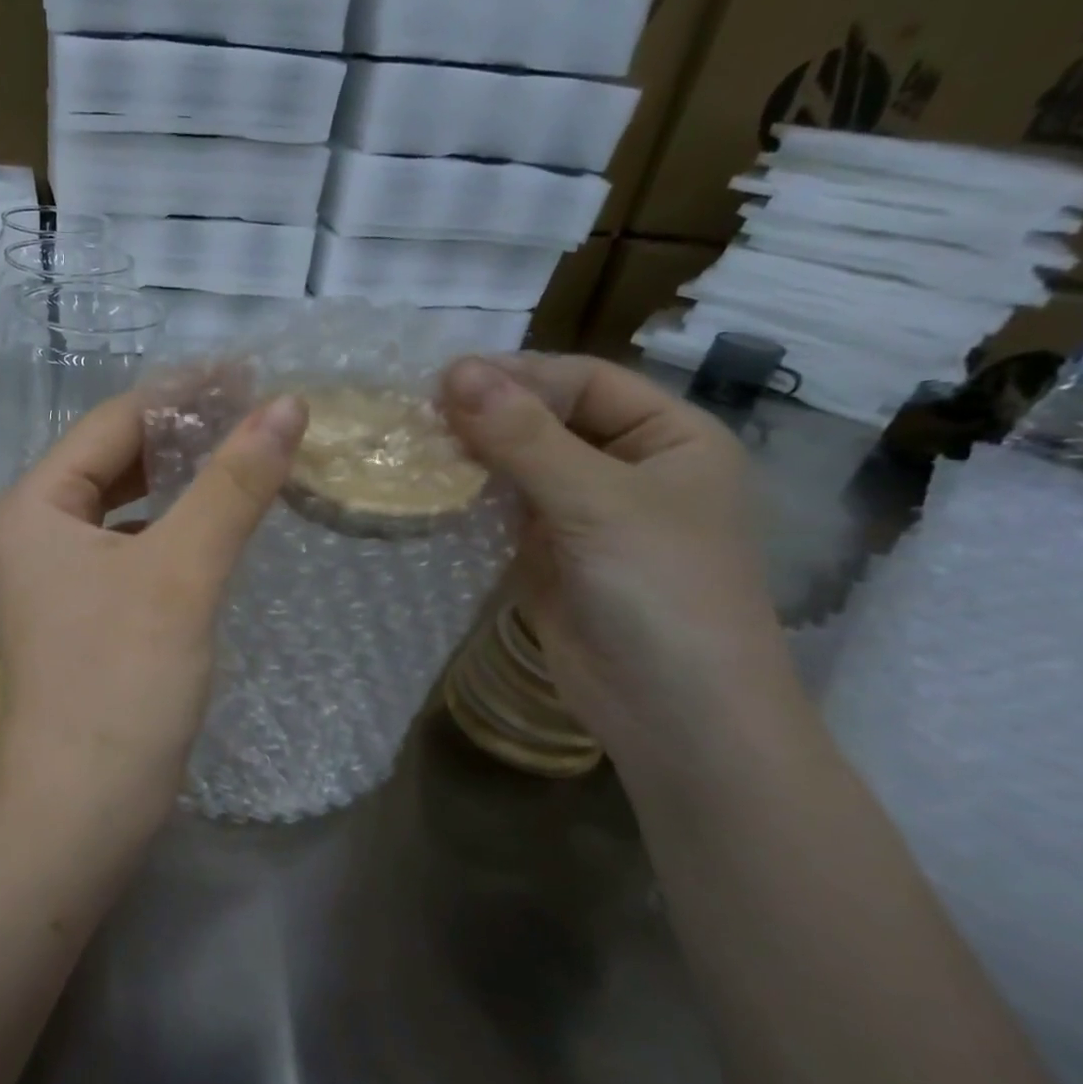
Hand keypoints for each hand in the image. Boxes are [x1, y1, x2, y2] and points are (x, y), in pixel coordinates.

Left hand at [0, 389, 307, 831]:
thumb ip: (232, 485)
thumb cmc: (121, 681)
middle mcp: (36, 530)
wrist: (84, 808)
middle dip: (185, 432)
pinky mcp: (85, 611)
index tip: (252, 371)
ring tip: (248, 452)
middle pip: (116, 457)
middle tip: (260, 409)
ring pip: (127, 503)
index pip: (113, 421)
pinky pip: (132, 545)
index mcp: (36, 504)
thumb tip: (287, 406)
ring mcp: (58, 574)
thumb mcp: (181, 572)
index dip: (183, 391)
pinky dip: (174, 526)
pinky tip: (216, 521)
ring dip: (183, 478)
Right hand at [441, 355, 796, 749]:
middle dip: (487, 416)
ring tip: (409, 448)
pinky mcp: (546, 557)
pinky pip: (501, 514)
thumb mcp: (596, 500)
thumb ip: (523, 437)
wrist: (673, 713)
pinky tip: (426, 493)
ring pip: (518, 468)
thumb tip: (454, 370)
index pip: (585, 382)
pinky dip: (466, 501)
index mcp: (669, 439)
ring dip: (470, 458)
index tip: (444, 380)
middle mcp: (626, 469)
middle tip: (416, 415)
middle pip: (547, 422)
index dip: (519, 376)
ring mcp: (583, 516)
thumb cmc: (661, 591)